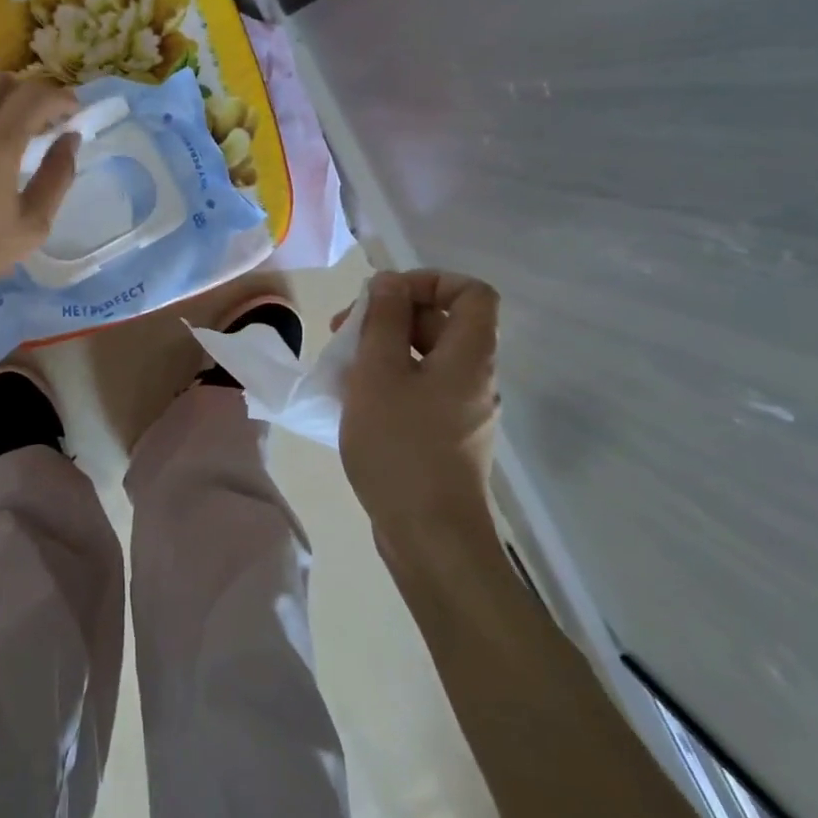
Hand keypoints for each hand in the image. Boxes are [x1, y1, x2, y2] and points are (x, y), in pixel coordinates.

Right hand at [337, 270, 501, 559]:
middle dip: (391, 316)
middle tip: (343, 331)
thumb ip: (383, 320)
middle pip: (442, 323)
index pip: (471, 292)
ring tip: (341, 367)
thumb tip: (389, 282)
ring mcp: (463, 411)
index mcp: (469, 355)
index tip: (384, 296)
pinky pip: (422, 391)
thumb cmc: (401, 446)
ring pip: (427, 359)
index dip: (429, 281)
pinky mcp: (448, 438)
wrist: (430, 537)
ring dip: (384, 350)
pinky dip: (390, 383)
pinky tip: (355, 402)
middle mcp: (475, 378)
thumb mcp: (379, 372)